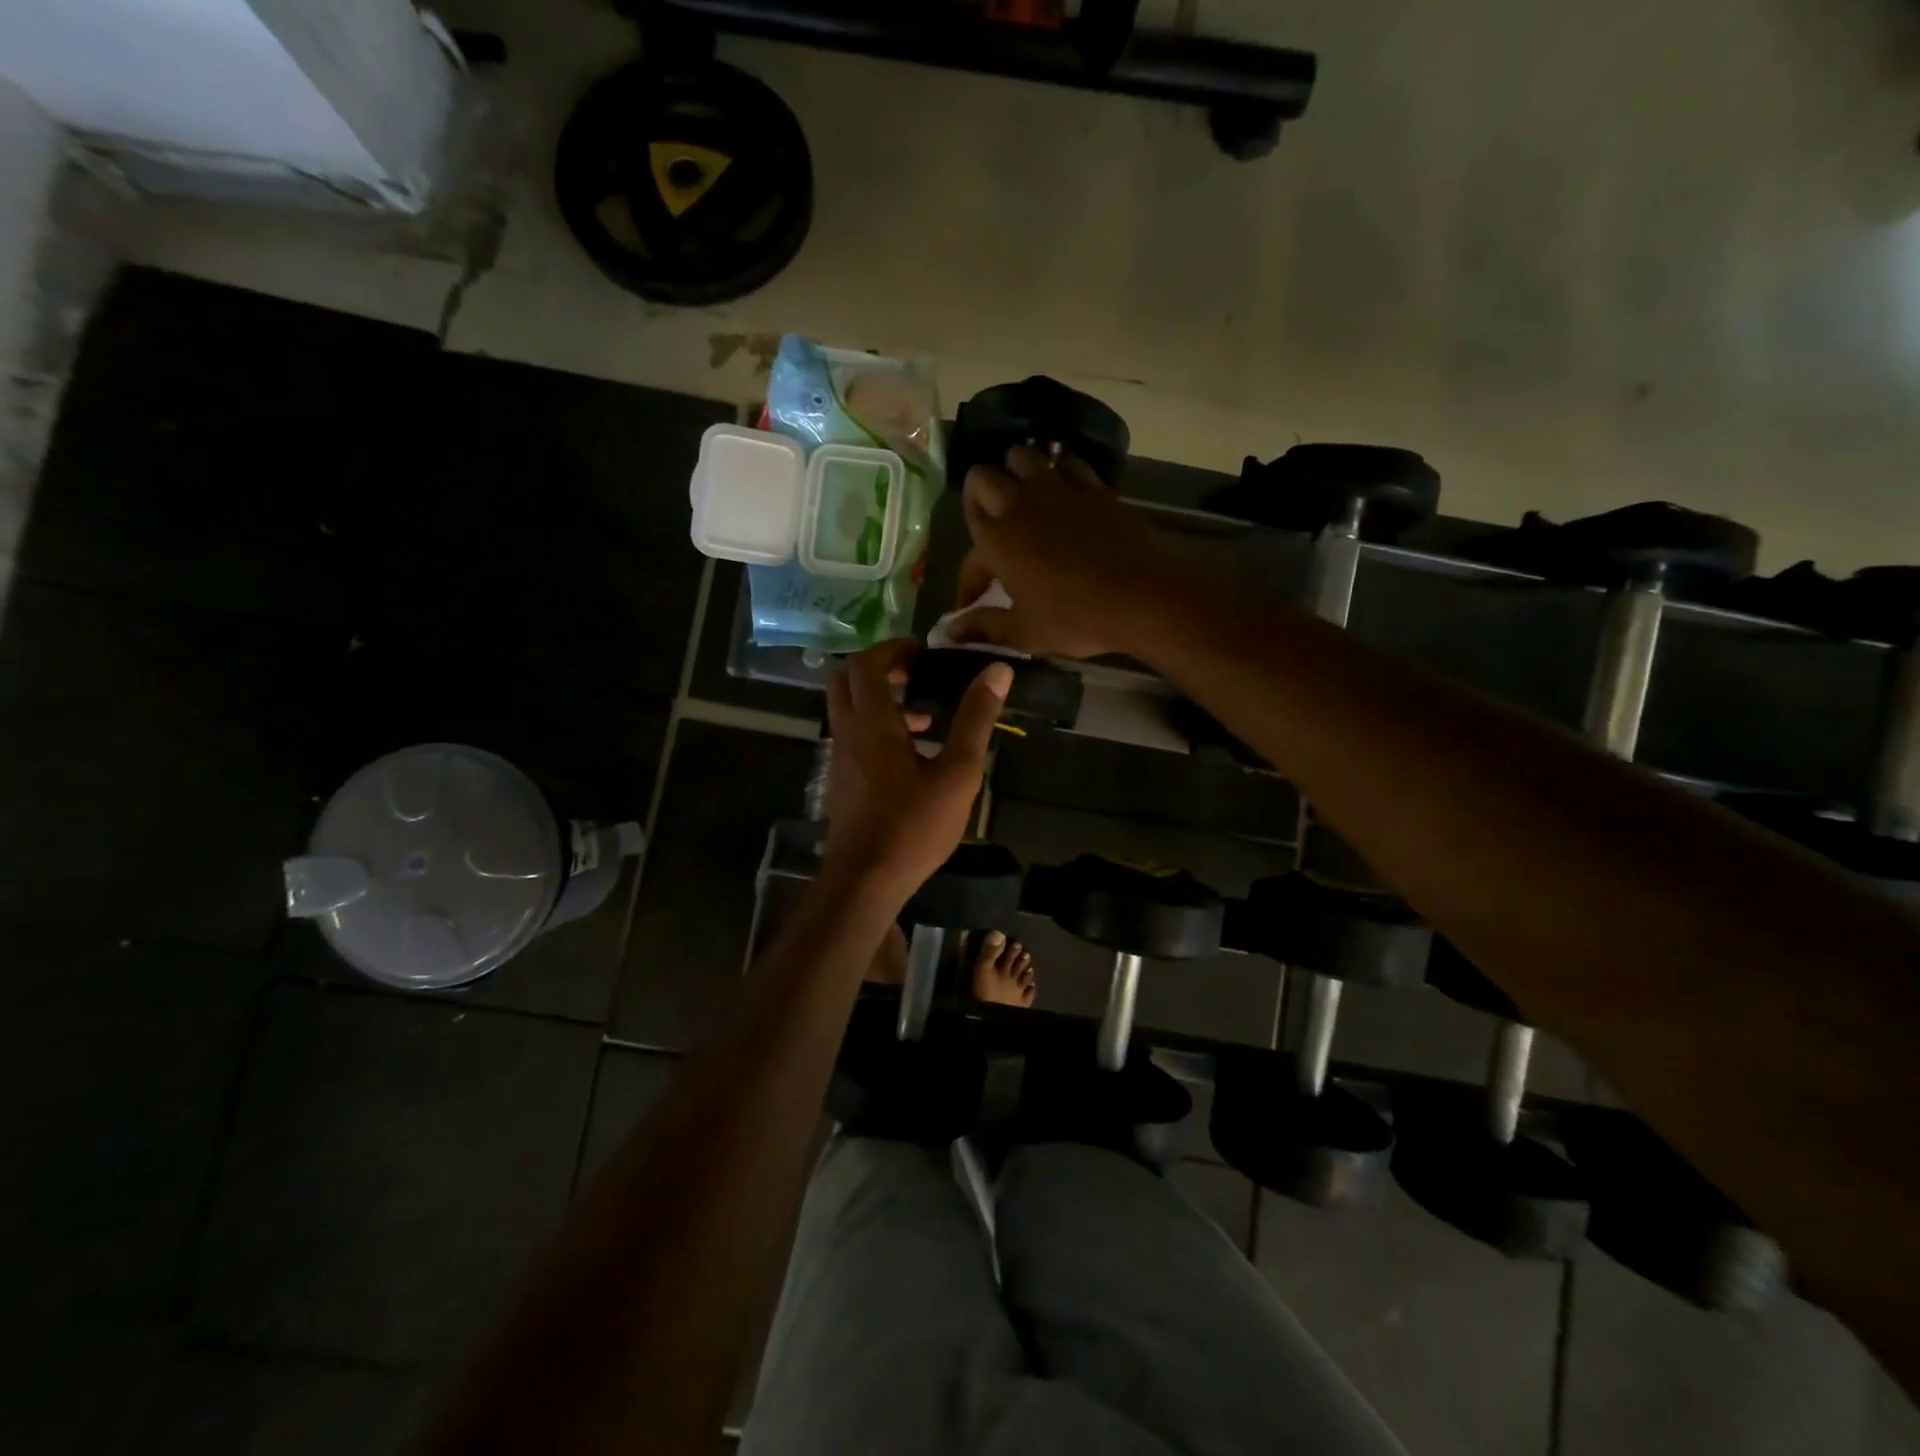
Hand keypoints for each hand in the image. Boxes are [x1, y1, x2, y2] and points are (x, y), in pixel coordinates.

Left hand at [823, 640, 1011, 903]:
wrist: (866, 880)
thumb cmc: (914, 826)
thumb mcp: (957, 772)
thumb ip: (975, 719)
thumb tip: (997, 670)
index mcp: (872, 724)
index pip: (867, 664)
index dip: (893, 648)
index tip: (924, 652)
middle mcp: (848, 733)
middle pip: (847, 680)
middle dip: (879, 668)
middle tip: (915, 674)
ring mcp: (840, 759)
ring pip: (848, 710)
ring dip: (879, 701)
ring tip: (924, 718)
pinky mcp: (841, 781)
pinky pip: (853, 736)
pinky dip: (876, 728)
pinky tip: (912, 757)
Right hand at [948, 445, 1179, 658]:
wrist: (1142, 597)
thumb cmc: (1076, 618)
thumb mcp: (1024, 632)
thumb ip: (983, 626)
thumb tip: (950, 632)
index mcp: (996, 542)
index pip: (968, 555)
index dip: (967, 582)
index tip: (973, 604)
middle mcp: (1019, 506)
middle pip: (982, 478)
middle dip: (978, 496)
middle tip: (989, 521)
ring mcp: (1058, 490)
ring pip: (1022, 456)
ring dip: (1015, 471)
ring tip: (1021, 494)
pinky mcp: (1092, 487)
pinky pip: (1067, 461)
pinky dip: (1058, 468)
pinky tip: (1062, 487)